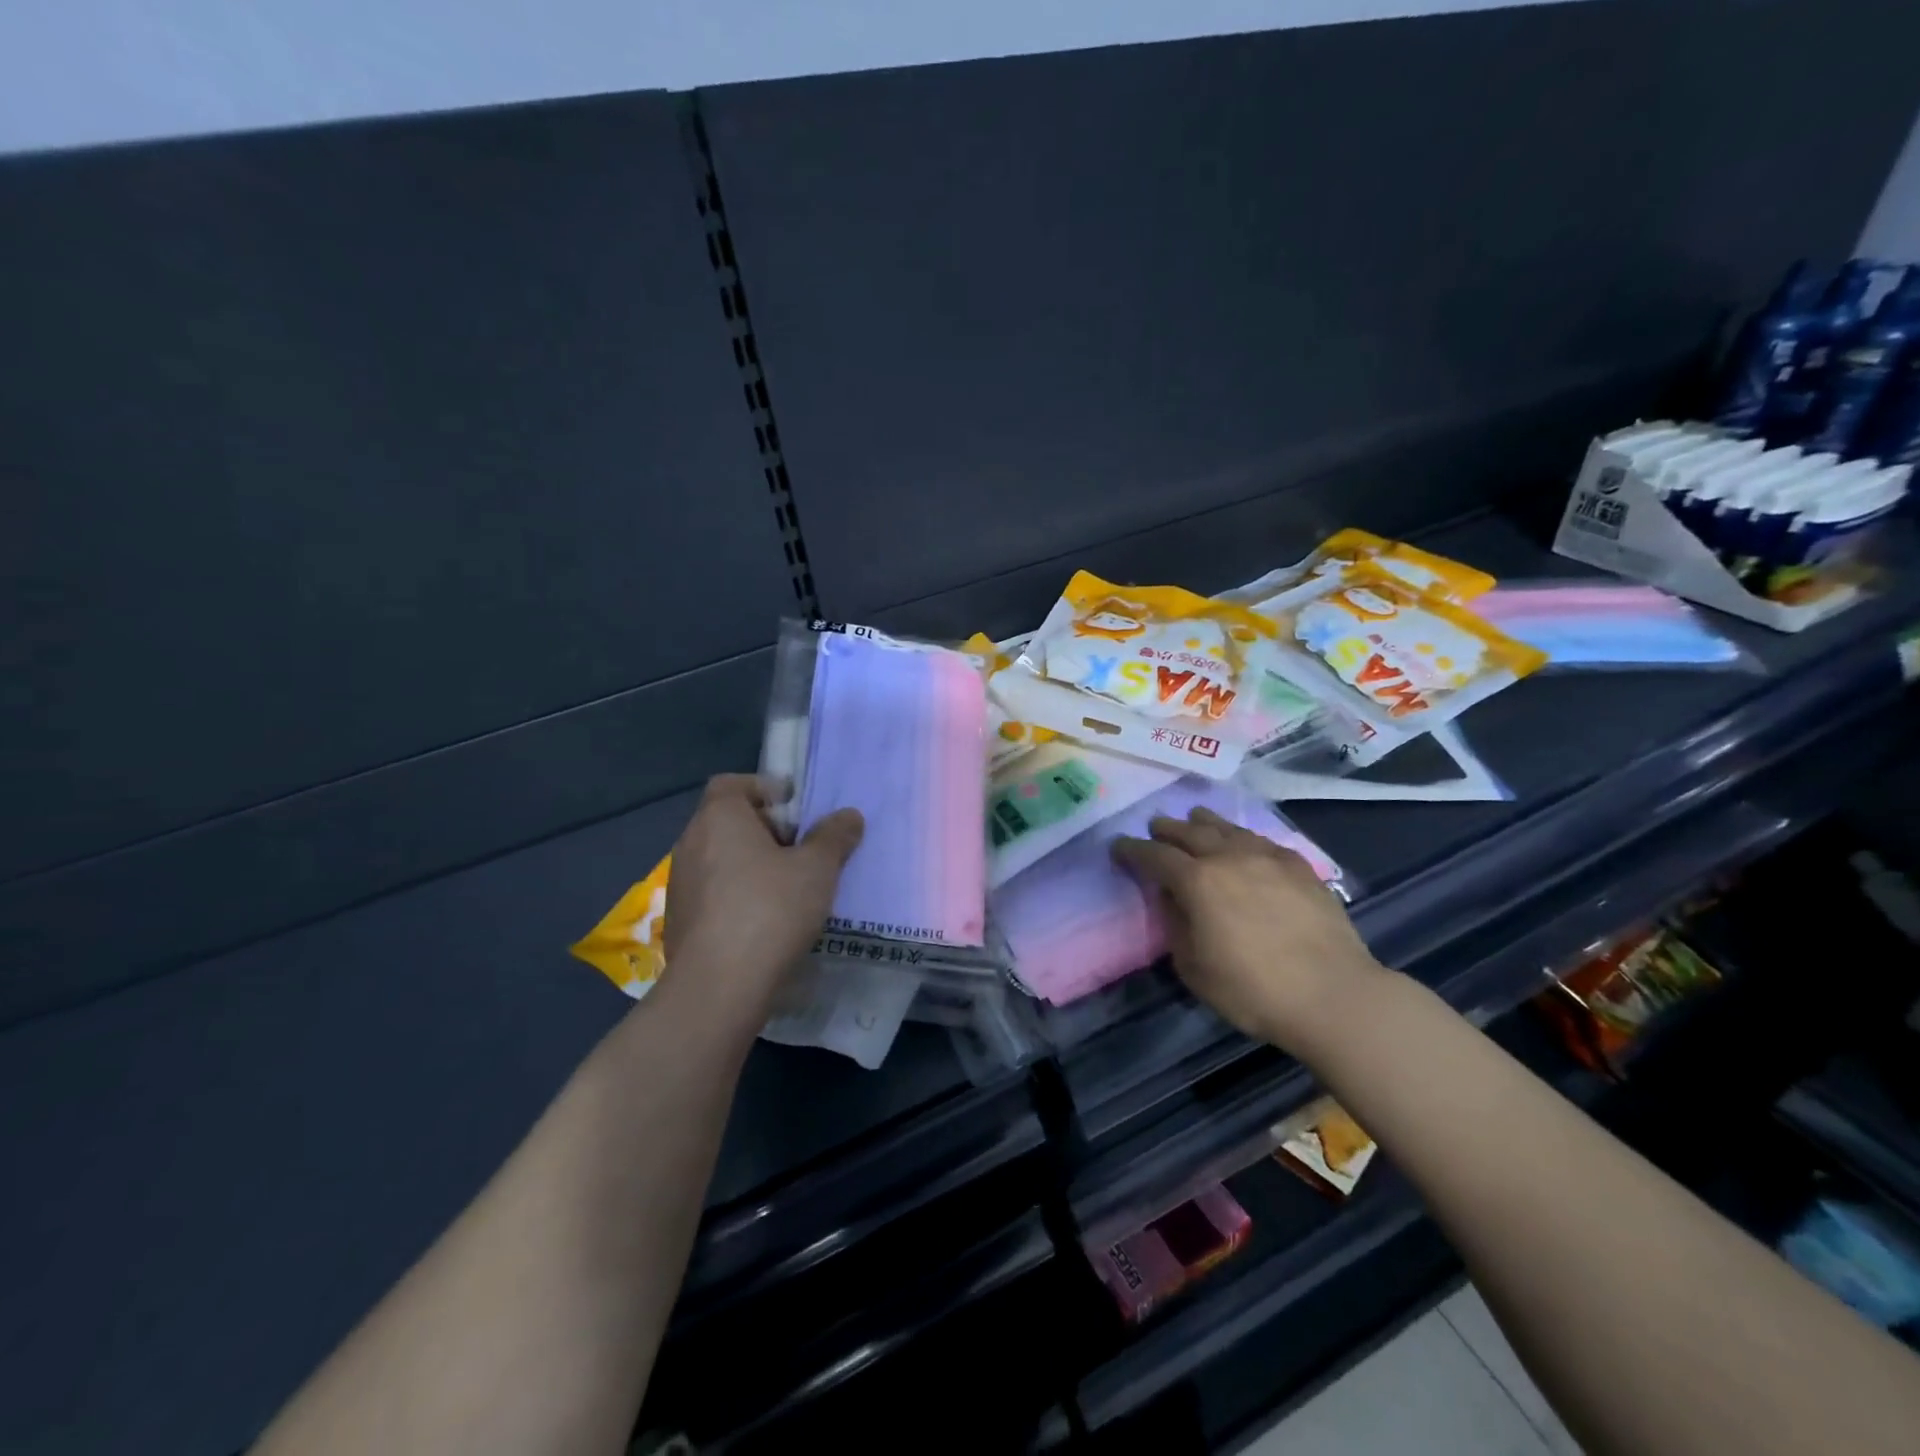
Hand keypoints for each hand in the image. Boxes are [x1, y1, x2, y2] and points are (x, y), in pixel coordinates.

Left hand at [660, 774, 863, 1019]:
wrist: (719, 986)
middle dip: (766, 829)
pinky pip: (713, 892)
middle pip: (728, 820)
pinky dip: (737, 894)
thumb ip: (834, 836)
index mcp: (719, 817)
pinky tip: (765, 920)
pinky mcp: (679, 920)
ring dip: (752, 864)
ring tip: (789, 887)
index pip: (733, 783)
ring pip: (721, 858)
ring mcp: (680, 883)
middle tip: (802, 849)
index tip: (797, 808)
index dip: (766, 789)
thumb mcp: (817, 868)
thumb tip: (848, 815)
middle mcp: (691, 842)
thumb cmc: (770, 909)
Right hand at [1111, 806, 1386, 1054]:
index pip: (1153, 855)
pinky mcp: (1298, 865)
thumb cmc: (1253, 990)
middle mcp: (1228, 857)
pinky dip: (1240, 836)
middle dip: (1166, 829)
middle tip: (1154, 829)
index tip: (1117, 847)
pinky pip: (1260, 839)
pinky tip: (1242, 842)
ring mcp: (1267, 857)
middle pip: (1189, 831)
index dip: (1131, 850)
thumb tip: (1174, 900)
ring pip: (1226, 827)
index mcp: (1197, 881)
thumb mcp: (1193, 968)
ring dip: (1203, 822)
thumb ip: (1176, 925)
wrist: (1333, 995)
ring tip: (1193, 819)